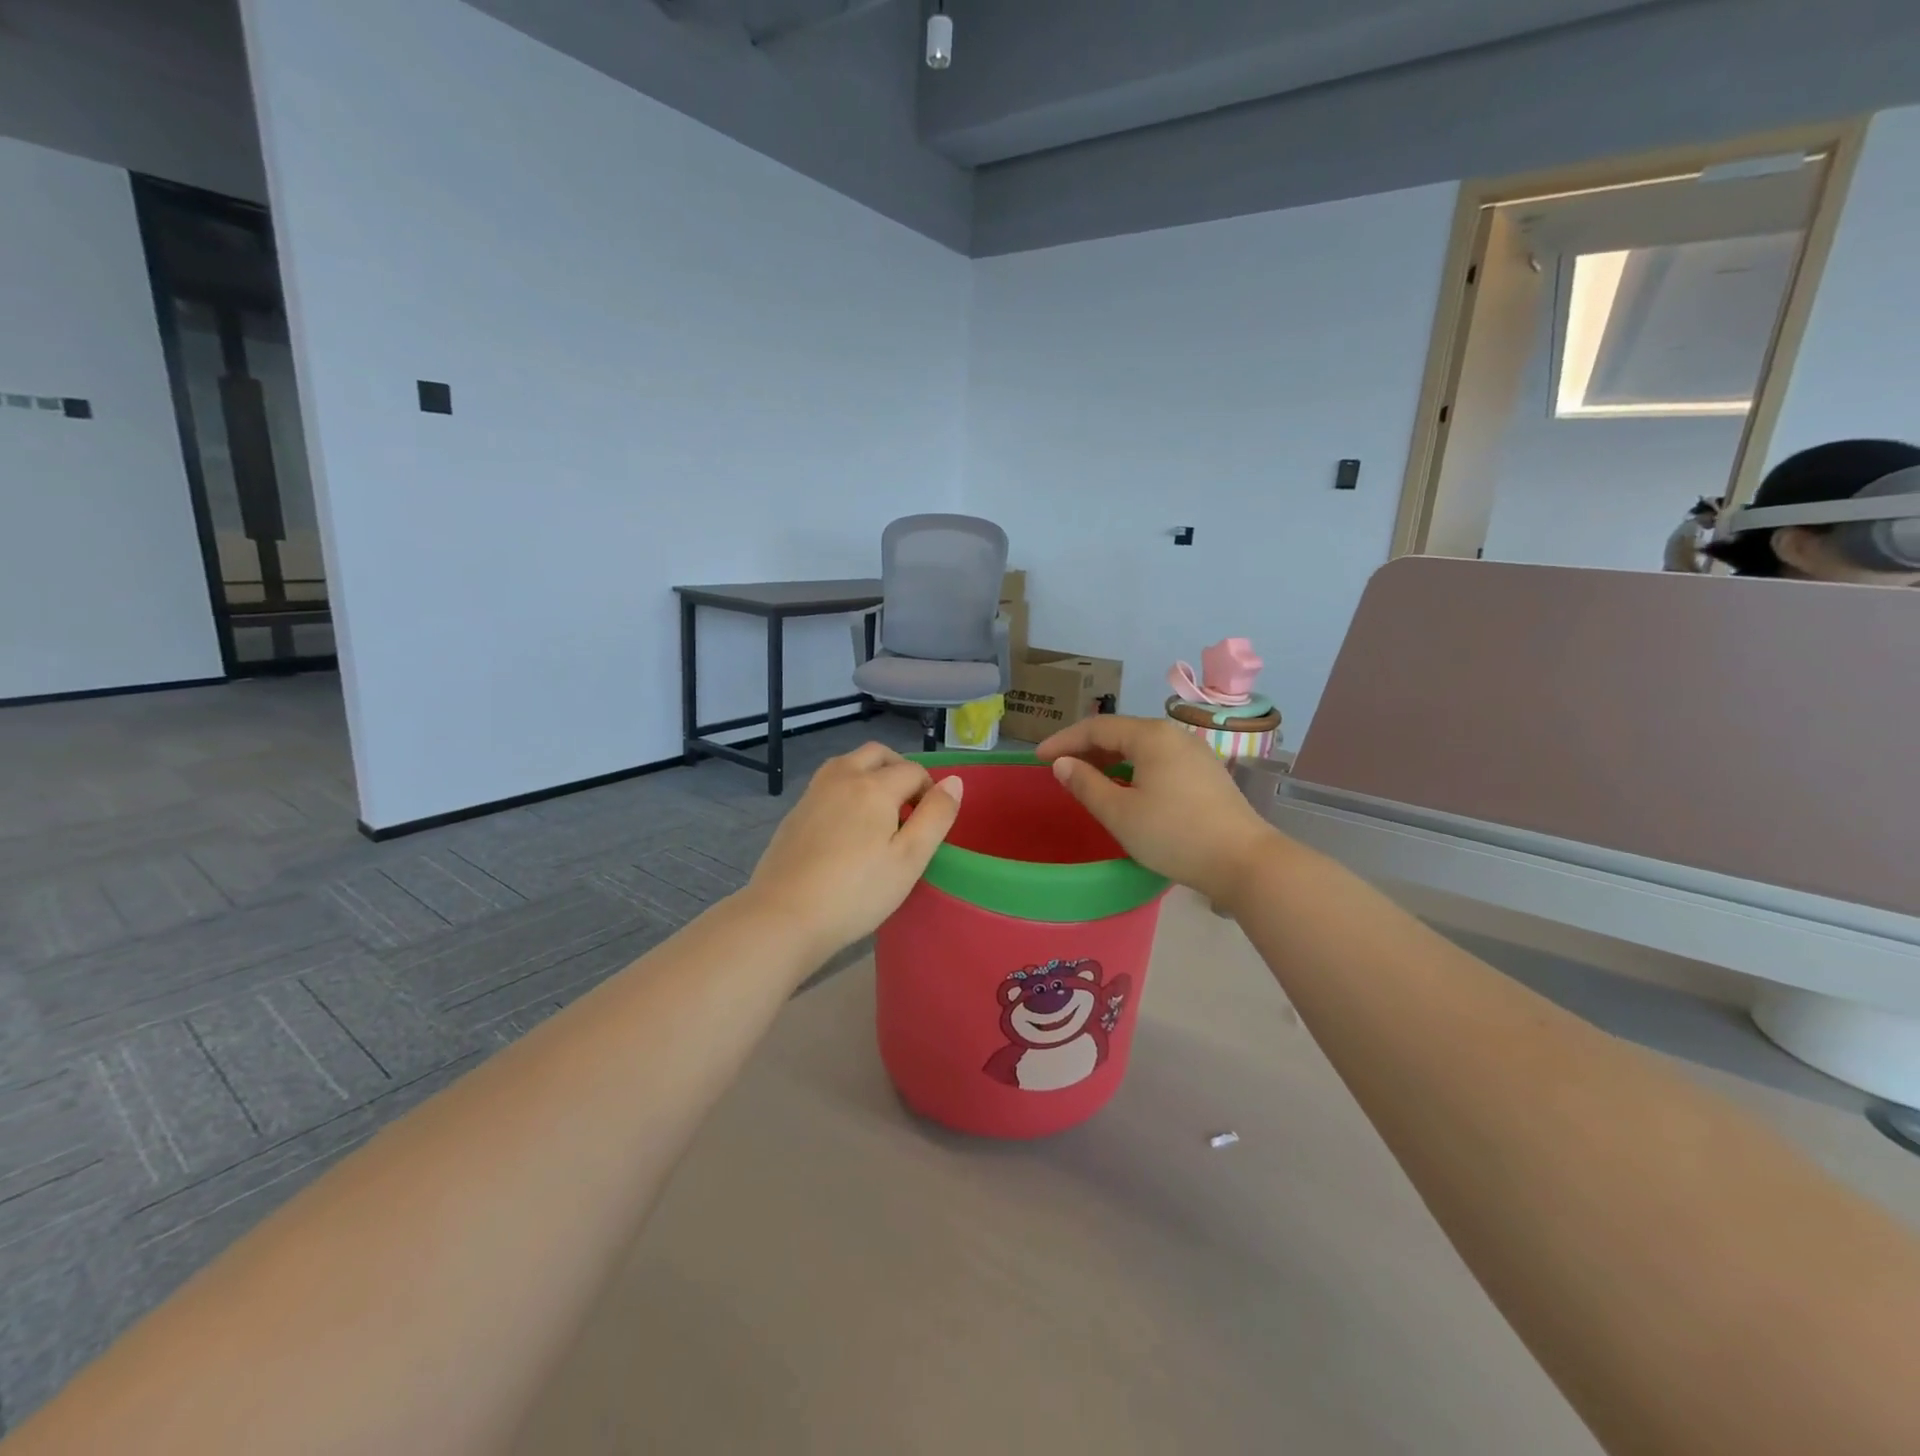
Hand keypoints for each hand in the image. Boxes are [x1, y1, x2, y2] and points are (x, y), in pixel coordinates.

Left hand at [745, 743, 962, 963]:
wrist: (783, 916)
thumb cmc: (856, 892)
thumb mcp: (909, 859)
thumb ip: (936, 816)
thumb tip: (954, 782)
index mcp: (874, 786)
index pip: (913, 770)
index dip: (929, 790)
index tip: (929, 822)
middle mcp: (842, 777)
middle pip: (877, 754)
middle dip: (899, 769)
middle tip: (909, 805)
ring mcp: (813, 793)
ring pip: (848, 763)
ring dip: (870, 774)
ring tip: (880, 813)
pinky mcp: (795, 812)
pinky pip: (828, 784)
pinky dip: (847, 790)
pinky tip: (847, 828)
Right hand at [1036, 715, 1284, 908]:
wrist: (1244, 861)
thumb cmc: (1174, 835)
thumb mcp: (1119, 813)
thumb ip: (1085, 784)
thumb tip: (1062, 764)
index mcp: (1151, 736)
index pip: (1097, 728)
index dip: (1064, 741)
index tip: (1038, 759)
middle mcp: (1174, 735)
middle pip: (1121, 732)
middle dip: (1086, 748)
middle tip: (1059, 769)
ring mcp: (1195, 753)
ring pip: (1141, 747)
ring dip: (1110, 759)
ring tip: (1087, 779)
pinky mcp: (1206, 773)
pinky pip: (1159, 760)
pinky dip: (1133, 768)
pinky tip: (1126, 788)